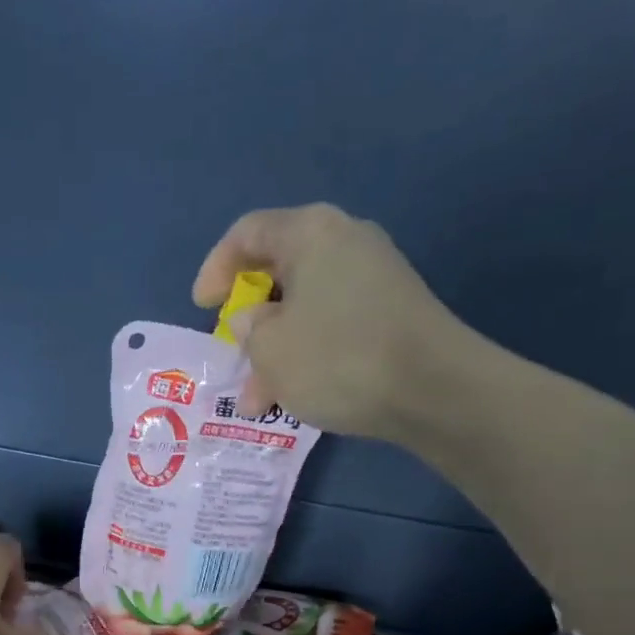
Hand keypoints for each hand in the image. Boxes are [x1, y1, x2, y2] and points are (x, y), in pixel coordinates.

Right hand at [193, 203, 479, 440]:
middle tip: (233, 358)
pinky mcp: (391, 312)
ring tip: (260, 402)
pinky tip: (296, 396)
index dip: (216, 268)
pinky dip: (307, 355)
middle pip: (279, 272)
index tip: (202, 308)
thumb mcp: (270, 348)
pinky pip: (332, 325)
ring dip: (275, 352)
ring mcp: (373, 277)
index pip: (248, 233)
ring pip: (304, 308)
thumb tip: (256, 319)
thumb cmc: (337, 358)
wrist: (431, 389)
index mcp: (310, 232)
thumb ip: (249, 329)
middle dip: (249, 322)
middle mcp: (344, 241)